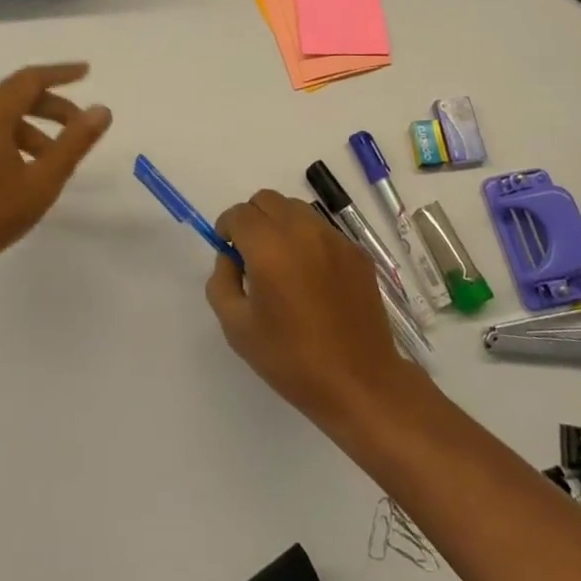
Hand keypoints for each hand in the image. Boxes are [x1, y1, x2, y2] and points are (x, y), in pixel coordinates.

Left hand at [0, 63, 111, 277]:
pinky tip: (28, 169)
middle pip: (16, 96)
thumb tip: (102, 110)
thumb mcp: (43, 180)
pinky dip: (16, 138)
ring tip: (57, 157)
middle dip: (53, 106)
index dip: (61, 73)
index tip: (87, 72)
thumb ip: (75, 142)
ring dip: (35, 128)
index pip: (30, 80)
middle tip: (81, 125)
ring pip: (3, 117)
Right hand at [207, 190, 417, 426]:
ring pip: (296, 209)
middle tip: (251, 256)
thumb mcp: (237, 327)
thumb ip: (222, 281)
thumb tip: (230, 257)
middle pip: (267, 200)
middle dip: (252, 220)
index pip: (239, 214)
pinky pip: (322, 229)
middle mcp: (303, 231)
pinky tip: (312, 278)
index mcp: (270, 248)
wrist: (359, 380)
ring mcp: (334, 238)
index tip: (227, 251)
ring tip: (282, 265)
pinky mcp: (356, 251)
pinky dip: (308, 240)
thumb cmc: (291, 359)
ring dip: (280, 225)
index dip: (227, 228)